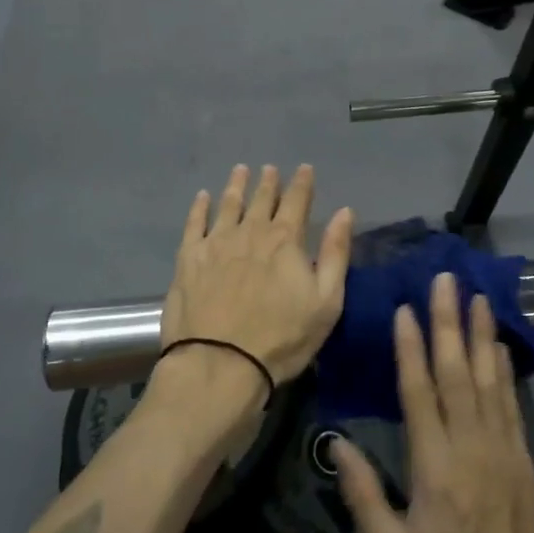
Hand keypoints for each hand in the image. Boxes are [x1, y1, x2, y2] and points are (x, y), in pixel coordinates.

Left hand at [160, 164, 353, 387]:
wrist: (220, 364)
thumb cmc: (282, 338)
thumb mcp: (326, 301)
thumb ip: (336, 253)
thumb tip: (345, 212)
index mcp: (286, 240)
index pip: (297, 201)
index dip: (302, 183)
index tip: (304, 168)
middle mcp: (251, 232)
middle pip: (262, 200)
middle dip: (269, 182)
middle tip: (270, 168)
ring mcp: (216, 243)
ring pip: (228, 205)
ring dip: (236, 186)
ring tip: (240, 170)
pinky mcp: (188, 259)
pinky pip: (194, 224)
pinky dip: (199, 207)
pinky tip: (202, 197)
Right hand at [333, 274, 533, 532]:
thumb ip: (362, 494)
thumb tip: (336, 443)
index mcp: (434, 468)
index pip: (420, 393)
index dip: (411, 348)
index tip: (405, 309)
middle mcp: (471, 448)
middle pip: (457, 373)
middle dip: (449, 323)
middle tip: (446, 281)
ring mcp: (503, 451)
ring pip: (489, 380)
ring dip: (481, 335)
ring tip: (477, 296)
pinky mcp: (524, 461)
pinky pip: (512, 404)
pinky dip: (505, 370)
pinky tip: (499, 346)